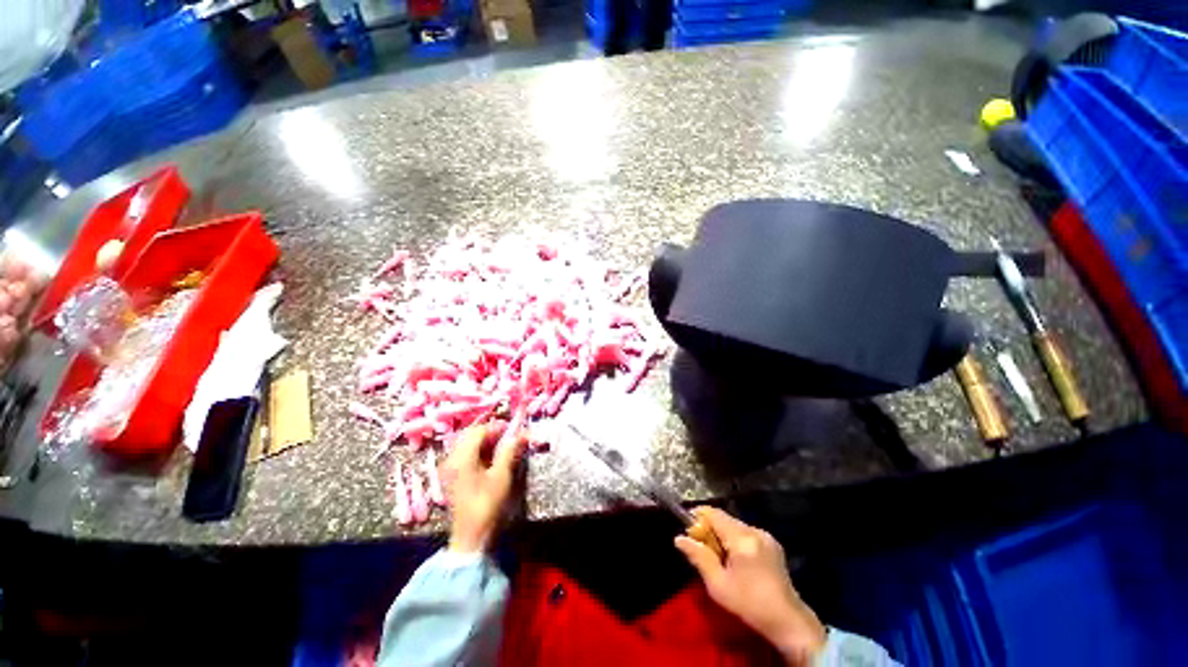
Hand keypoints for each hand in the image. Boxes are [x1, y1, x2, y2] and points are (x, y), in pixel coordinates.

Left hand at [440, 421, 527, 553]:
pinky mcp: (453, 476)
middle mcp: (452, 459)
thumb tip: (519, 434)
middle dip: (491, 432)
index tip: (514, 429)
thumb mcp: (501, 476)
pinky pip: (466, 455)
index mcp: (462, 458)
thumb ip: (509, 451)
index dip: (497, 427)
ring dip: (486, 441)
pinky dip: (480, 451)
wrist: (471, 536)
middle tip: (509, 436)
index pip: (479, 431)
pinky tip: (492, 457)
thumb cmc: (487, 504)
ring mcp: (451, 468)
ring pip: (468, 444)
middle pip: (471, 435)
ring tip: (504, 445)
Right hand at [675, 507, 826, 664]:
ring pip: (734, 525)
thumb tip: (679, 538)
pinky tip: (735, 559)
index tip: (687, 529)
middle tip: (701, 547)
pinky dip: (735, 540)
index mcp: (742, 539)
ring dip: (722, 534)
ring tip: (718, 557)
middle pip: (724, 518)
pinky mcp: (772, 543)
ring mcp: (765, 536)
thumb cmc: (749, 604)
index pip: (713, 513)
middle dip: (709, 528)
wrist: (787, 621)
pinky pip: (746, 533)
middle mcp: (755, 530)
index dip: (697, 516)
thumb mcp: (718, 585)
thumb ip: (698, 557)